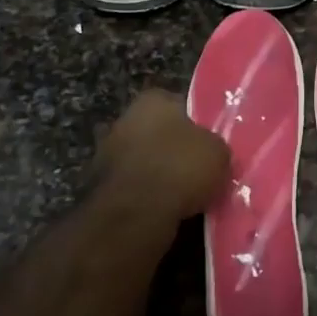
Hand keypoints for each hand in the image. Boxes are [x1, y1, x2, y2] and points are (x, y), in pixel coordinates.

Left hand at [92, 91, 230, 222]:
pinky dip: (145, 196)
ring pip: (144, 160)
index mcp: (152, 100)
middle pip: (158, 132)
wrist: (135, 215)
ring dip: (158, 174)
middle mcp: (124, 119)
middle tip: (197, 169)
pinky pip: (133, 186)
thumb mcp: (219, 153)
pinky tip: (164, 209)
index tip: (209, 145)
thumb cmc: (180, 168)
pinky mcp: (97, 186)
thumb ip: (214, 146)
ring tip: (184, 195)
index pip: (180, 105)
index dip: (198, 125)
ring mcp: (107, 153)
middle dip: (174, 149)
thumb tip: (211, 152)